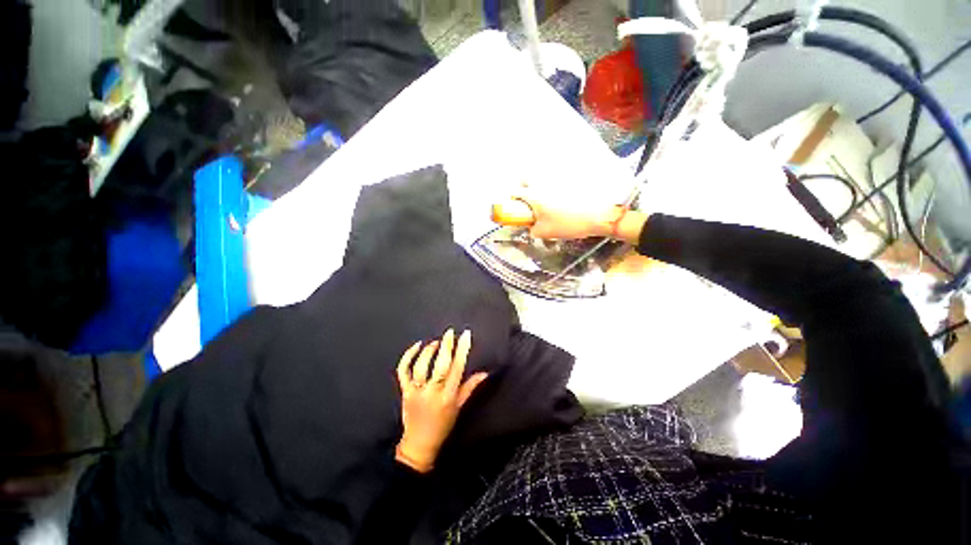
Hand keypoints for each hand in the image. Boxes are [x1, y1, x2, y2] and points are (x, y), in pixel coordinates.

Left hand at [395, 329, 486, 472]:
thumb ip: (471, 387)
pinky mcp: (405, 391)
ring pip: (421, 366)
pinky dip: (408, 357)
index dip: (462, 350)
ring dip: (429, 351)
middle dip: (446, 346)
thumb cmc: (443, 424)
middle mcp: (433, 392)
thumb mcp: (459, 406)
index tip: (465, 335)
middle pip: (440, 365)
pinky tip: (417, 346)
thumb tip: (485, 372)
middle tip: (449, 332)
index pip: (457, 368)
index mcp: (448, 396)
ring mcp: (416, 392)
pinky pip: (403, 371)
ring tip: (436, 342)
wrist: (419, 444)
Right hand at [501, 186, 648, 243]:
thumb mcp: (545, 233)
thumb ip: (532, 230)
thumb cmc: (568, 224)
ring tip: (546, 200)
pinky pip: (554, 177)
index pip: (514, 192)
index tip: (516, 208)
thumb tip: (530, 227)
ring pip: (539, 175)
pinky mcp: (570, 176)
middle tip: (529, 200)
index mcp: (532, 194)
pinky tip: (561, 196)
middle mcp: (541, 181)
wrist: (599, 214)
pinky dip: (553, 184)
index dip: (512, 201)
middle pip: (525, 177)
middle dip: (522, 186)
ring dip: (537, 184)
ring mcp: (556, 176)